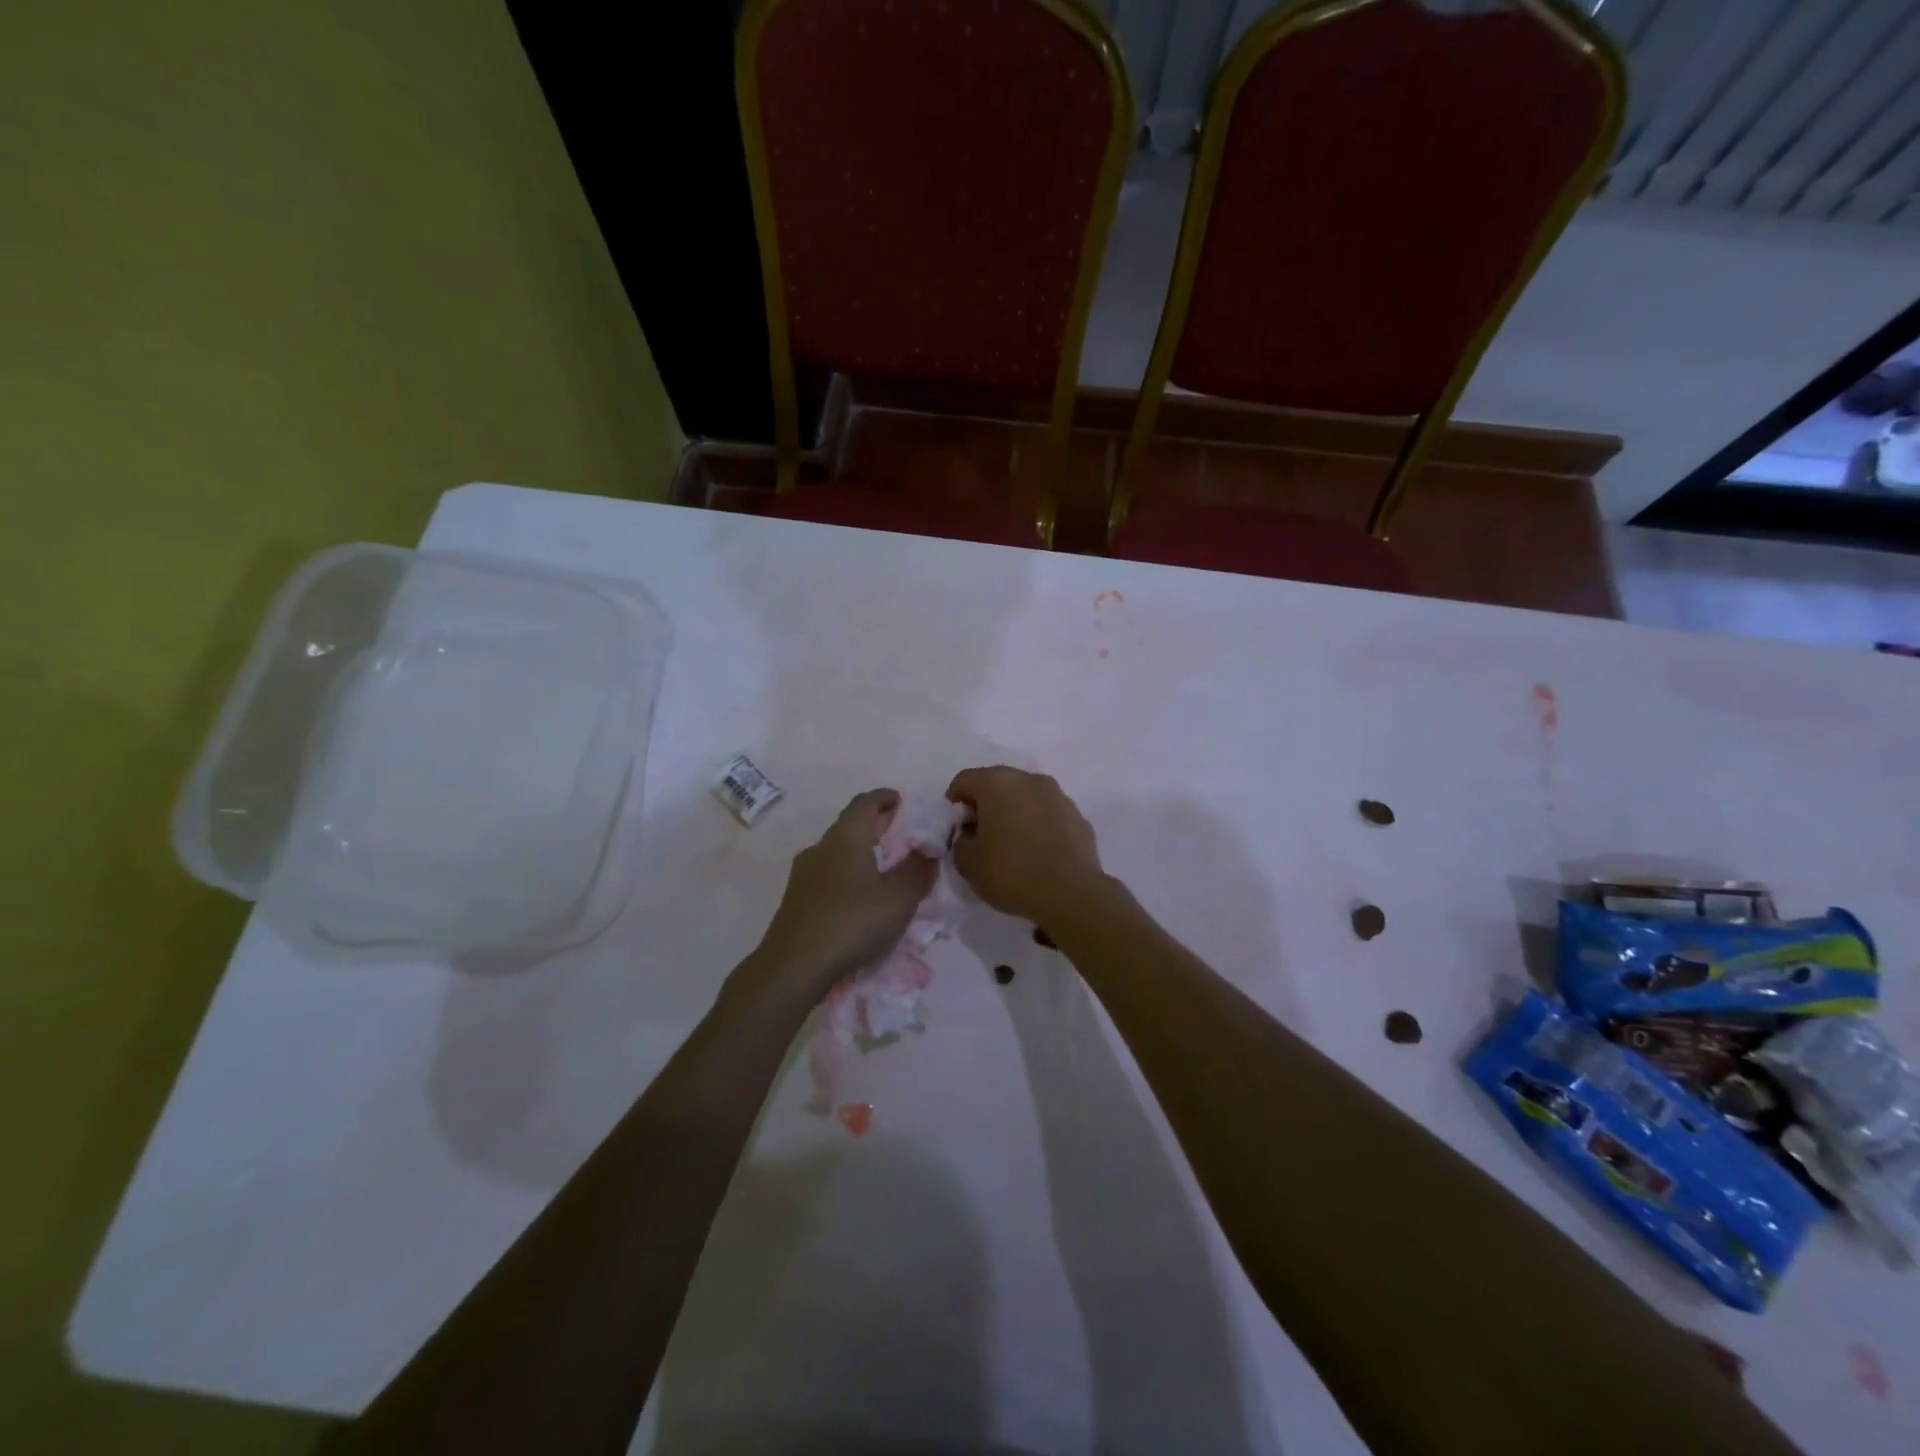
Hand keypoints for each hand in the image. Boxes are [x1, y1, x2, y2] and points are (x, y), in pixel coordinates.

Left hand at [745, 790, 937, 1002]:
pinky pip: (828, 876)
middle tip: (903, 838)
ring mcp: (803, 874)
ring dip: (862, 854)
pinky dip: (848, 876)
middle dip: (877, 827)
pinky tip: (860, 899)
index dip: (886, 798)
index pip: (866, 802)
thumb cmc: (851, 923)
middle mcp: (820, 847)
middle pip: (851, 825)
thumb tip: (928, 849)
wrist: (792, 968)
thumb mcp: (899, 897)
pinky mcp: (796, 900)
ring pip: (838, 852)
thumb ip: (918, 869)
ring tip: (885, 871)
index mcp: (845, 836)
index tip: (903, 801)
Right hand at [945, 767, 1103, 923]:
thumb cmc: (1010, 872)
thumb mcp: (967, 863)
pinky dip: (1039, 826)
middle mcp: (1029, 779)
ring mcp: (1058, 795)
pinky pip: (1049, 815)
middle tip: (982, 837)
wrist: (1070, 894)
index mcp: (997, 782)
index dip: (954, 805)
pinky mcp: (1078, 816)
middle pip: (997, 784)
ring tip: (1012, 846)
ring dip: (1015, 813)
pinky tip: (1038, 853)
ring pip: (1026, 797)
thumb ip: (961, 841)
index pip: (964, 781)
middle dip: (986, 806)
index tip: (957, 830)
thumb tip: (971, 834)